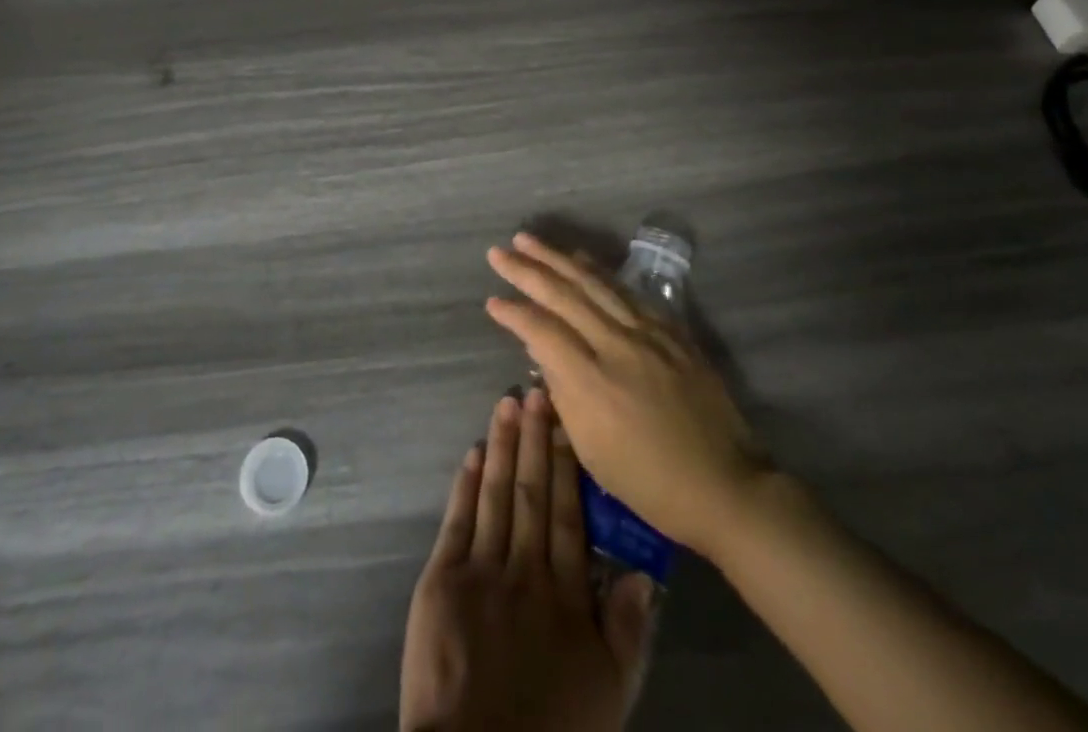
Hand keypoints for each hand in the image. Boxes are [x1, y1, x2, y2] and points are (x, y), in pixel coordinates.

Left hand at [400, 389, 651, 731]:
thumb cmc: (551, 730)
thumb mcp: (608, 694)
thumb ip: (628, 632)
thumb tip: (644, 572)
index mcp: (566, 595)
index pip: (568, 514)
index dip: (567, 464)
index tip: (567, 420)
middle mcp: (526, 570)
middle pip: (533, 492)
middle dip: (535, 438)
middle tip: (537, 389)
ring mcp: (482, 569)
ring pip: (497, 493)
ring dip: (503, 445)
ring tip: (507, 402)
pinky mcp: (443, 578)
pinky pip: (458, 519)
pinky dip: (466, 482)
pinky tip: (474, 450)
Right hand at [485, 234, 770, 556]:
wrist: (725, 486)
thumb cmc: (650, 483)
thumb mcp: (591, 451)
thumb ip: (563, 394)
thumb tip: (542, 354)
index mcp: (592, 381)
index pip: (541, 330)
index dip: (513, 313)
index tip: (492, 300)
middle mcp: (617, 345)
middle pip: (563, 294)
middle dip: (526, 269)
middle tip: (498, 251)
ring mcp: (648, 333)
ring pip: (594, 283)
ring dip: (558, 258)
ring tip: (530, 241)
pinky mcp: (672, 331)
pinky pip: (627, 292)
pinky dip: (599, 273)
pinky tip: (583, 261)